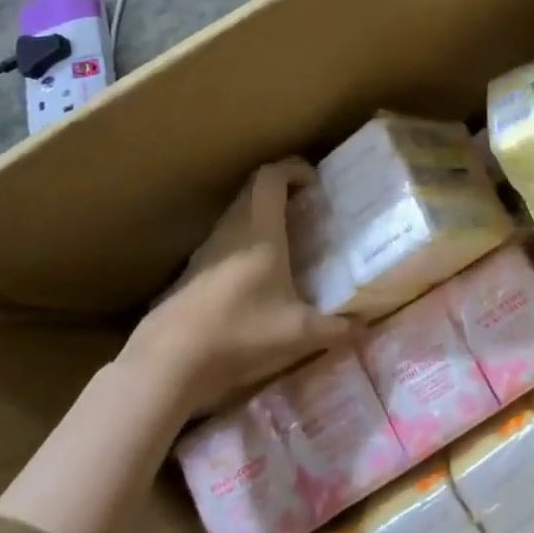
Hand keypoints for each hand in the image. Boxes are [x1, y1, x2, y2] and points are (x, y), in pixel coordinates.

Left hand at [125, 158, 356, 415]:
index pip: (271, 177)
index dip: (294, 169)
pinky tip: (253, 277)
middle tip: (306, 207)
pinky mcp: (190, 274)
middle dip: (281, 190)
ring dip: (260, 216)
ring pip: (236, 215)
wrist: (167, 363)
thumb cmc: (239, 333)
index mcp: (260, 231)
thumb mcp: (297, 334)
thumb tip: (366, 328)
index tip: (315, 182)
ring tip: (285, 240)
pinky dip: (242, 243)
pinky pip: (222, 242)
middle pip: (253, 190)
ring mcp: (206, 251)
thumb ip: (335, 329)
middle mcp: (232, 231)